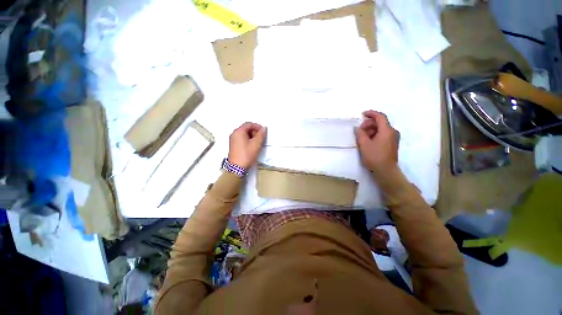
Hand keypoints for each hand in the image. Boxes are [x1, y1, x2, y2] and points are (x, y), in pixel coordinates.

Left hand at [228, 122, 266, 168]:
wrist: (237, 167)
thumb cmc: (246, 155)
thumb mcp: (256, 144)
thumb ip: (261, 134)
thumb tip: (264, 128)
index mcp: (239, 131)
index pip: (249, 124)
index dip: (257, 126)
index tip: (263, 132)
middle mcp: (234, 134)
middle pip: (246, 128)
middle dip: (254, 131)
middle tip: (261, 138)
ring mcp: (233, 140)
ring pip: (244, 134)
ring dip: (252, 136)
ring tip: (257, 143)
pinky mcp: (233, 145)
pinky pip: (241, 138)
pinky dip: (248, 140)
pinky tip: (252, 146)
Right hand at [355, 110, 398, 173]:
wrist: (385, 171)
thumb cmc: (374, 156)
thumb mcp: (364, 144)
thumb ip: (360, 134)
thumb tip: (357, 128)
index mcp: (387, 130)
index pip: (380, 116)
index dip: (371, 113)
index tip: (362, 114)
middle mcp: (392, 132)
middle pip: (380, 123)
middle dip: (369, 124)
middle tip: (359, 131)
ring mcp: (393, 138)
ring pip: (381, 129)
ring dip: (371, 130)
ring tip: (362, 138)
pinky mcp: (392, 144)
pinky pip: (383, 135)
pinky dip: (375, 135)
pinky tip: (368, 141)